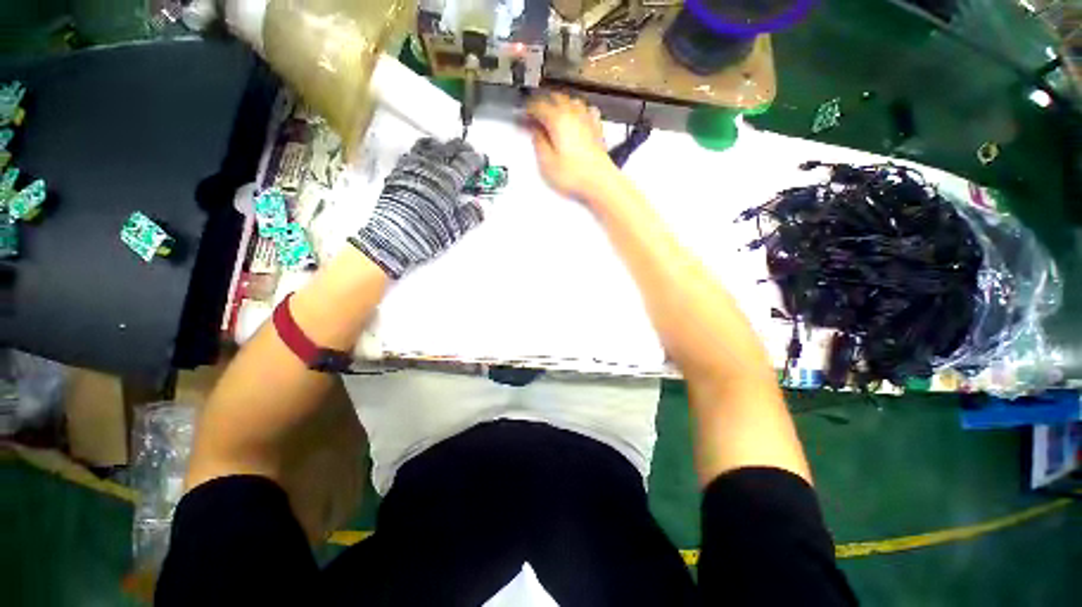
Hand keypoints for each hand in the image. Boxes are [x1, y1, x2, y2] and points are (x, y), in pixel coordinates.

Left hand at [349, 138, 486, 278]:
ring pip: (428, 145)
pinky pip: (411, 153)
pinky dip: (421, 153)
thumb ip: (471, 215)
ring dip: (441, 146)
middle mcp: (430, 169)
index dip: (478, 159)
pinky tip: (423, 161)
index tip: (483, 161)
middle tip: (470, 152)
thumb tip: (481, 207)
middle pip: (449, 148)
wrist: (393, 238)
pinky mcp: (397, 173)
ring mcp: (412, 168)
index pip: (467, 162)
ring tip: (446, 150)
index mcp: (448, 181)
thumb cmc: (426, 233)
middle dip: (462, 148)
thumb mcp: (456, 228)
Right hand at [525, 93, 619, 205]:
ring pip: (571, 101)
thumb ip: (539, 143)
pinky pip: (587, 111)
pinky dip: (578, 111)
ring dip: (560, 103)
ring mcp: (587, 120)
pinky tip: (577, 117)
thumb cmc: (574, 174)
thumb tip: (535, 132)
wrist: (599, 181)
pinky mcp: (596, 129)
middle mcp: (573, 115)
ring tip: (553, 112)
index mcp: (557, 120)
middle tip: (536, 113)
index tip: (524, 115)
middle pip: (555, 98)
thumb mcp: (547, 163)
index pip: (538, 106)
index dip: (529, 109)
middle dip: (544, 103)